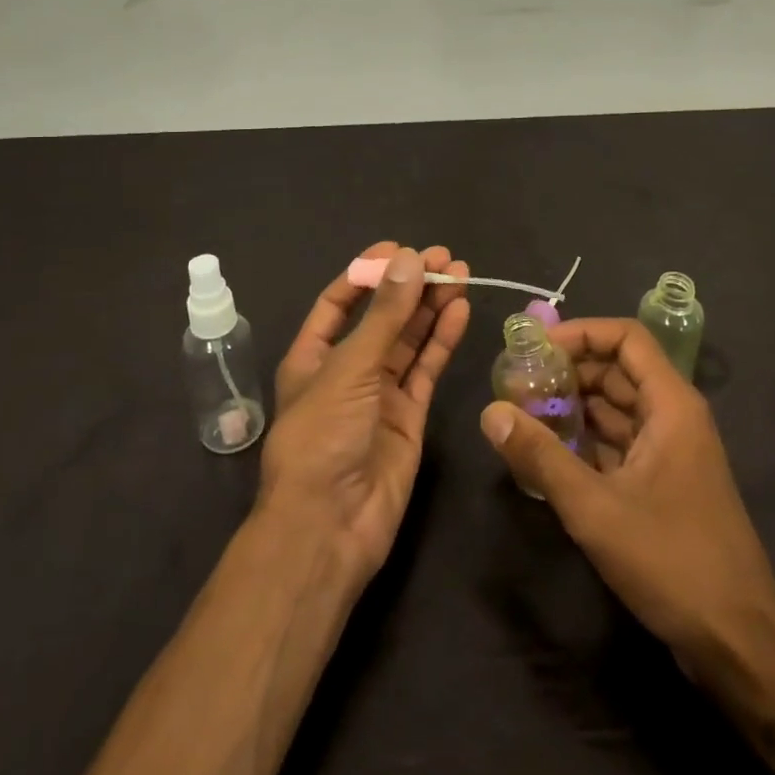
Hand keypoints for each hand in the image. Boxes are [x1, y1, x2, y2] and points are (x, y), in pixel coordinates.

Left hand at [260, 243, 470, 585]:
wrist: (330, 526)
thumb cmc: (323, 436)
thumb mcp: (350, 367)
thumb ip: (385, 315)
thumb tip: (411, 258)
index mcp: (313, 356)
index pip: (340, 301)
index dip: (368, 272)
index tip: (400, 249)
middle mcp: (347, 370)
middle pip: (383, 317)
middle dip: (411, 285)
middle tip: (445, 257)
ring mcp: (380, 394)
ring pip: (410, 339)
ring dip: (433, 306)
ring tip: (460, 273)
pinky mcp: (409, 416)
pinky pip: (427, 369)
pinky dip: (443, 339)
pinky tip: (460, 310)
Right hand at [478, 317, 774, 670]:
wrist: (738, 644)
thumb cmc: (672, 561)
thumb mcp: (595, 508)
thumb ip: (540, 456)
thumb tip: (490, 411)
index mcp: (671, 405)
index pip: (626, 338)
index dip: (581, 333)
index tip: (536, 349)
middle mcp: (674, 417)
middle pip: (617, 371)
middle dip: (568, 372)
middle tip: (519, 385)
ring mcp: (671, 452)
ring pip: (617, 409)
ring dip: (574, 408)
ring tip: (524, 416)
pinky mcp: (664, 484)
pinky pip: (620, 443)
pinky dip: (586, 442)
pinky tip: (549, 456)